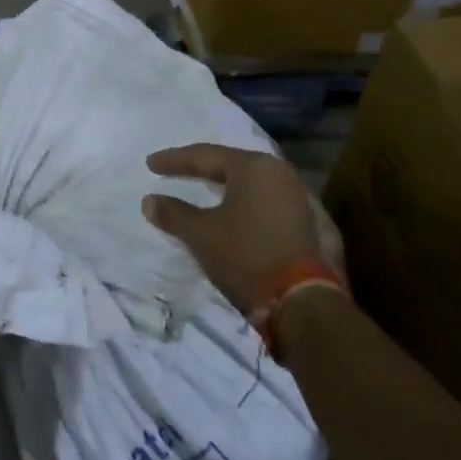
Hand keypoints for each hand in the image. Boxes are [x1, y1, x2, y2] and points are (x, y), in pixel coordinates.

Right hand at [143, 144, 329, 318]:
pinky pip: (267, 203)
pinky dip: (246, 204)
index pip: (205, 156)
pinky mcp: (311, 224)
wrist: (304, 304)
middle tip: (177, 171)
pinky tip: (236, 212)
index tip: (150, 164)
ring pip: (252, 184)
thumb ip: (173, 213)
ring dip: (226, 187)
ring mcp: (300, 199)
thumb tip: (149, 201)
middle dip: (202, 169)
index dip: (175, 160)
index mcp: (254, 167)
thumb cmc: (247, 256)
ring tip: (205, 189)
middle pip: (232, 165)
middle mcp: (280, 173)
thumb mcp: (201, 234)